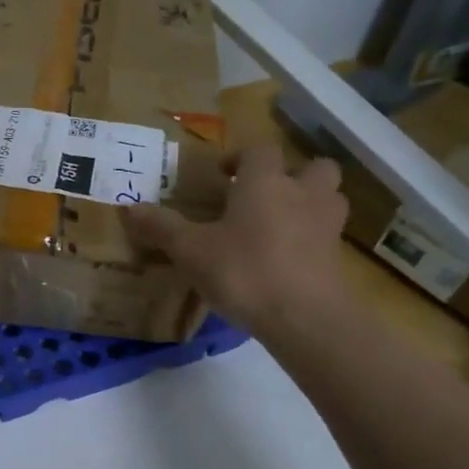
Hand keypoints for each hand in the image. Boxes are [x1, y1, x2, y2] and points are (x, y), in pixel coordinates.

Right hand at [126, 143, 350, 336]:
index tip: (223, 174)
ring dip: (310, 201)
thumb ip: (163, 227)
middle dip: (292, 174)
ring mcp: (327, 226)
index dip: (241, 157)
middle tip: (264, 193)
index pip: (260, 150)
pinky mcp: (338, 259)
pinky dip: (312, 239)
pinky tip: (287, 258)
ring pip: (329, 198)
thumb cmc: (243, 271)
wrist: (305, 318)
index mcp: (265, 183)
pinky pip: (328, 235)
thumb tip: (129, 208)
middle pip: (313, 167)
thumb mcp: (190, 251)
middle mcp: (302, 194)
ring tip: (281, 222)